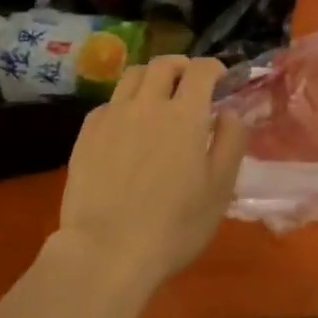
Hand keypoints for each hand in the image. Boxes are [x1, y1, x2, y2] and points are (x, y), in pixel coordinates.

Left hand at [57, 56, 247, 291]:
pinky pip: (109, 103)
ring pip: (132, 76)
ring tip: (158, 96)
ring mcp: (112, 116)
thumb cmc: (174, 226)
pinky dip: (125, 103)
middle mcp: (147, 104)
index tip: (221, 79)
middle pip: (164, 64)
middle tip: (190, 82)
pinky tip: (128, 126)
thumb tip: (230, 111)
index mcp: (185, 115)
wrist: (106, 252)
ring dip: (151, 77)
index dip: (214, 68)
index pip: (201, 70)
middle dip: (182, 66)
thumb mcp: (220, 188)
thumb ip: (231, 142)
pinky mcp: (86, 133)